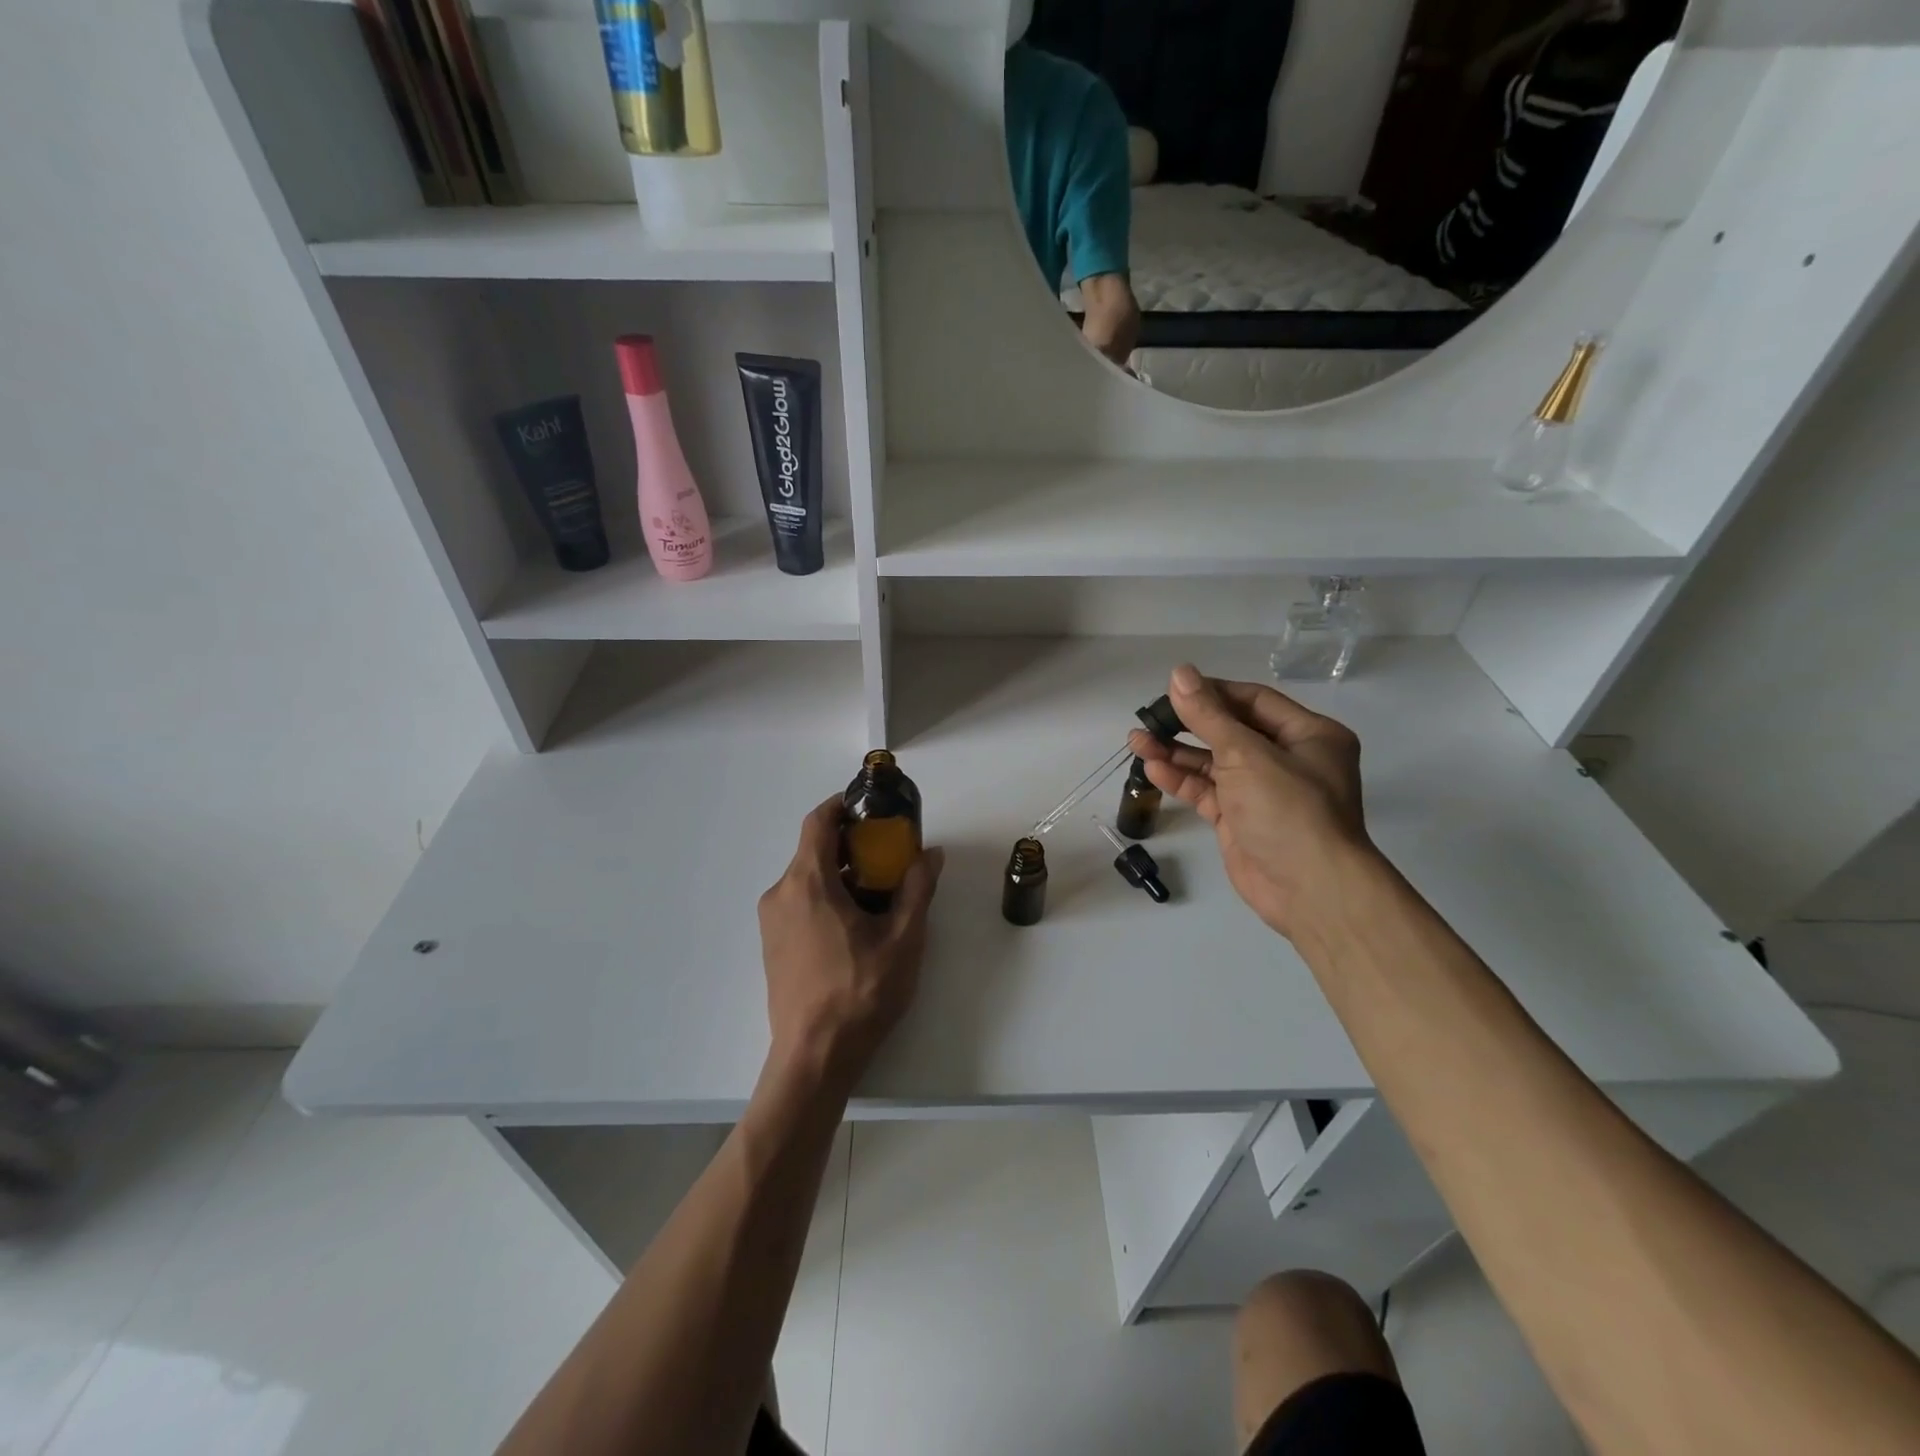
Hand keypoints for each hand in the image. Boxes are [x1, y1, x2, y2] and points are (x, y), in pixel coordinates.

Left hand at [758, 798, 943, 1095]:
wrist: (814, 1057)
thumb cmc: (860, 992)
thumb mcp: (903, 938)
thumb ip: (918, 889)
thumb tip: (932, 854)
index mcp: (807, 883)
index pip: (817, 822)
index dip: (842, 806)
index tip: (870, 807)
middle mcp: (781, 894)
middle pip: (814, 850)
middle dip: (852, 845)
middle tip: (889, 855)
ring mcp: (771, 922)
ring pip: (807, 879)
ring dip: (841, 874)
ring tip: (879, 893)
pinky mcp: (771, 945)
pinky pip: (799, 903)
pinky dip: (826, 897)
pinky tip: (855, 925)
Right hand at [1127, 664, 1372, 939]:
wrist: (1309, 889)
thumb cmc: (1289, 809)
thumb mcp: (1246, 754)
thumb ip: (1208, 715)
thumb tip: (1179, 672)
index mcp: (1308, 735)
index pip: (1253, 701)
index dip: (1212, 692)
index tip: (1172, 688)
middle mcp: (1288, 758)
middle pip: (1230, 730)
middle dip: (1188, 723)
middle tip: (1149, 716)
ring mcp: (1262, 791)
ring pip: (1213, 762)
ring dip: (1176, 752)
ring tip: (1136, 741)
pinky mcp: (1240, 819)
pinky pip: (1207, 791)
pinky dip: (1182, 779)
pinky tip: (1153, 768)